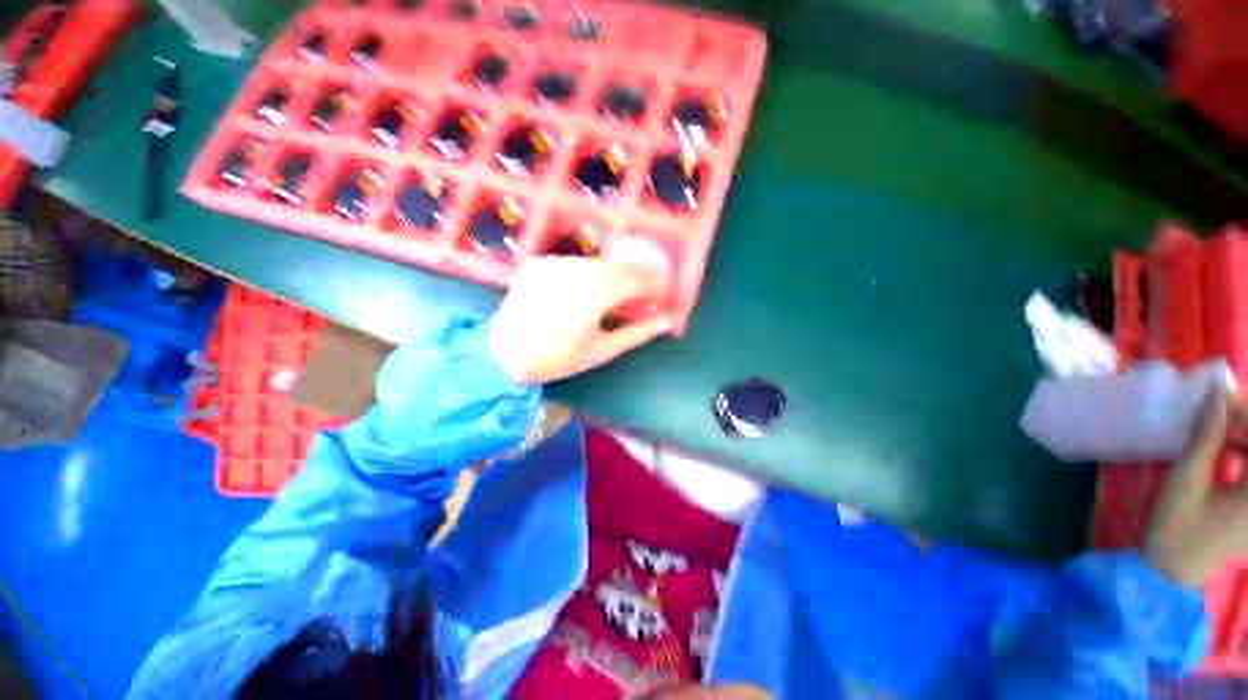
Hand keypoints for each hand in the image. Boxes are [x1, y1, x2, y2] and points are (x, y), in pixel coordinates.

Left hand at [487, 237, 671, 384]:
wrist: (504, 353)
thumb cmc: (556, 359)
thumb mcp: (601, 351)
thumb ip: (636, 333)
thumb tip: (666, 321)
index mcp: (594, 295)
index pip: (636, 279)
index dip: (654, 282)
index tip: (664, 288)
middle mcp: (576, 271)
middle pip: (618, 265)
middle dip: (637, 274)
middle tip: (647, 286)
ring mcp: (555, 263)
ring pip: (596, 262)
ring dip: (613, 272)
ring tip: (619, 289)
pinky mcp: (540, 263)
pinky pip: (575, 263)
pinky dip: (588, 272)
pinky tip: (589, 287)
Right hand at [1145, 391, 1247, 588]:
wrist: (1171, 569)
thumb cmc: (1177, 525)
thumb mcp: (1187, 480)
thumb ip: (1206, 437)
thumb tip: (1216, 396)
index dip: (1244, 414)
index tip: (1219, 400)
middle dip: (1244, 423)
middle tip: (1217, 411)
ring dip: (1243, 437)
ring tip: (1219, 429)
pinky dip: (1243, 453)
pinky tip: (1225, 450)